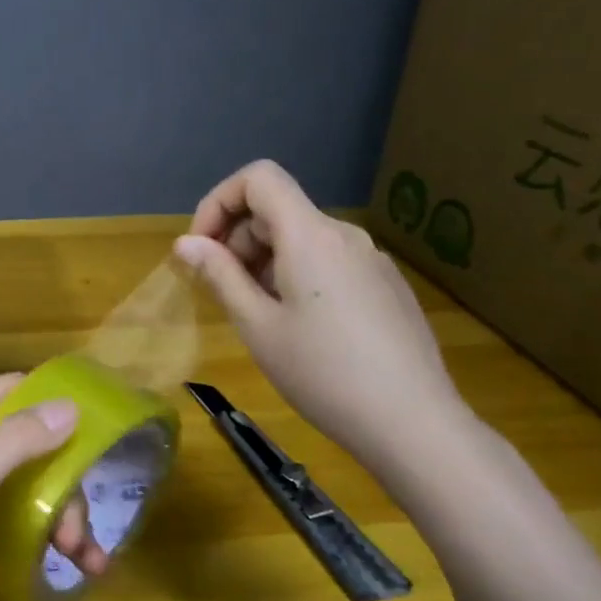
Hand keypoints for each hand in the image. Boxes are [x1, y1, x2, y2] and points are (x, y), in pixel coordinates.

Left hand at [0, 374, 107, 600]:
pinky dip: (36, 537)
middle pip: (24, 447)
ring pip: (21, 487)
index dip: (51, 401)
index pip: (8, 391)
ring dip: (57, 517)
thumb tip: (71, 405)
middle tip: (78, 533)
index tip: (98, 427)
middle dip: (62, 484)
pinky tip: (60, 566)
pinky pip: (7, 520)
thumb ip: (14, 444)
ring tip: (85, 563)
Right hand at [173, 159, 469, 473]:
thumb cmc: (322, 373)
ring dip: (265, 261)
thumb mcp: (257, 326)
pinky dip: (297, 275)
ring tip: (257, 316)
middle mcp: (344, 235)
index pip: (258, 178)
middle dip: (238, 239)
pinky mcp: (386, 285)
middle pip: (278, 209)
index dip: (218, 202)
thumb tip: (186, 243)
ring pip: (303, 238)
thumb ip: (220, 276)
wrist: (413, 422)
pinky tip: (300, 328)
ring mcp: (371, 259)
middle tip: (221, 293)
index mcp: (310, 235)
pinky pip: (329, 262)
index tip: (202, 249)